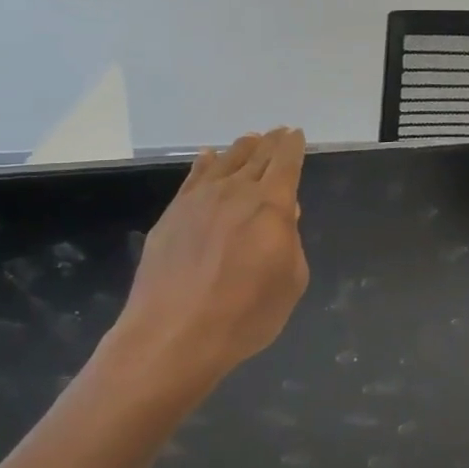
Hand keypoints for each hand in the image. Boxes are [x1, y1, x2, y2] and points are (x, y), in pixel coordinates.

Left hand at [105, 129, 309, 392]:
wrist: (174, 335)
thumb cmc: (245, 314)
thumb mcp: (290, 282)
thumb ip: (291, 243)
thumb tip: (284, 217)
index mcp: (272, 205)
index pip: (286, 163)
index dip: (293, 146)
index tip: (296, 135)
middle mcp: (236, 192)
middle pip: (257, 156)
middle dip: (272, 142)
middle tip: (279, 132)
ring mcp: (199, 200)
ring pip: (225, 162)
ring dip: (242, 148)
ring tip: (251, 139)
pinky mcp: (172, 214)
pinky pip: (193, 178)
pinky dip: (205, 163)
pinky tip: (209, 157)